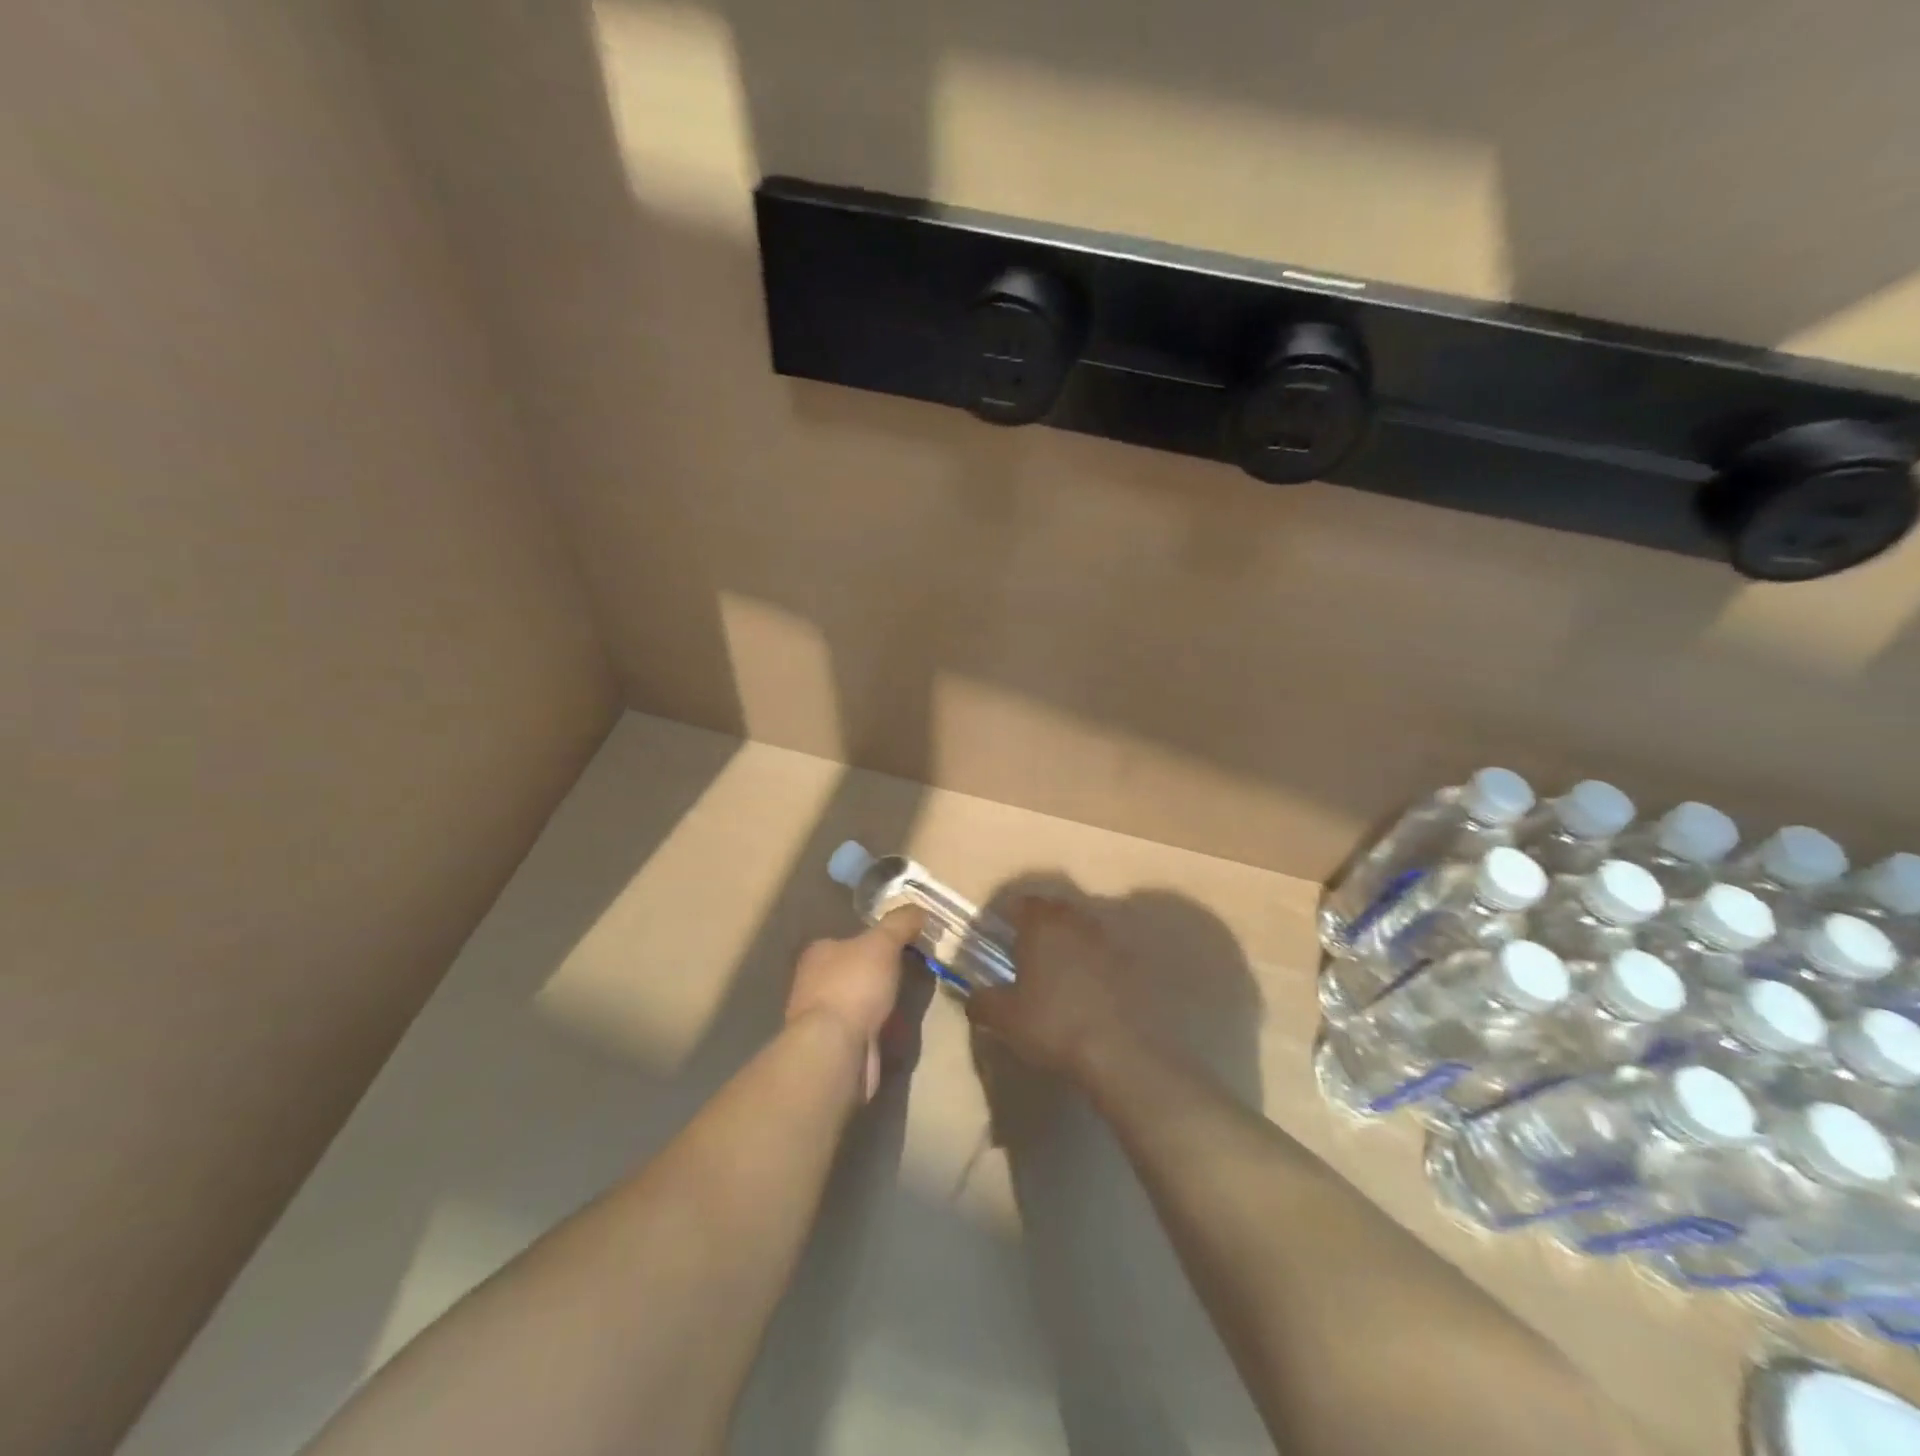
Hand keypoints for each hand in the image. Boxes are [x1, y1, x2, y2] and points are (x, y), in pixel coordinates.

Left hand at [787, 906, 923, 1099]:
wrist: (836, 1049)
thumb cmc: (854, 986)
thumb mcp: (882, 943)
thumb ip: (899, 923)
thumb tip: (918, 908)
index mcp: (818, 953)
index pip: (848, 940)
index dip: (874, 941)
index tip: (902, 945)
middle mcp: (814, 983)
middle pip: (854, 972)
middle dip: (880, 975)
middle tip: (912, 972)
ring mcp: (822, 1019)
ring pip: (860, 1003)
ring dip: (882, 1005)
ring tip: (910, 1002)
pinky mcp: (834, 1048)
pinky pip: (865, 1031)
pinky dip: (881, 1030)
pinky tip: (900, 1031)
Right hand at [967, 897, 1138, 1081]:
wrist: (1114, 1050)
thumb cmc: (1051, 1022)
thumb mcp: (1004, 1017)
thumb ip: (982, 1002)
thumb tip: (973, 998)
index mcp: (1041, 924)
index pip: (1021, 904)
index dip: (1008, 915)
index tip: (998, 933)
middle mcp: (1074, 921)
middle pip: (1053, 910)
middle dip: (1038, 924)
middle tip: (1023, 949)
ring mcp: (1104, 940)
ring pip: (1078, 928)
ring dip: (1065, 941)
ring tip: (1053, 969)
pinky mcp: (1126, 963)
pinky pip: (1099, 952)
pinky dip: (1088, 961)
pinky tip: (1081, 986)